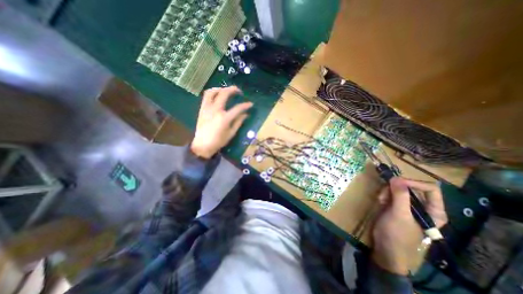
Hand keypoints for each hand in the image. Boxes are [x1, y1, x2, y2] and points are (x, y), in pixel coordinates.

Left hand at [190, 87, 253, 159]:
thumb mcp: (231, 133)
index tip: (250, 104)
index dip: (245, 105)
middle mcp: (215, 110)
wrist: (202, 145)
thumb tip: (246, 114)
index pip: (237, 108)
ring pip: (212, 92)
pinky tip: (217, 95)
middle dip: (233, 89)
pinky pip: (206, 97)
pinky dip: (212, 93)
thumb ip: (238, 122)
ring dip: (220, 88)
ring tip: (226, 90)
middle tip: (238, 91)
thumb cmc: (218, 141)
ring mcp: (207, 108)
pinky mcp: (202, 109)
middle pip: (224, 94)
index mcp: (224, 118)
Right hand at [369, 177, 446, 274]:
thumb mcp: (399, 215)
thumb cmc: (397, 234)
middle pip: (411, 187)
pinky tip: (380, 201)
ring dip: (387, 191)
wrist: (385, 248)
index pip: (430, 189)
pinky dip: (384, 195)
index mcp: (433, 211)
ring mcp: (409, 206)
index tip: (396, 183)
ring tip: (380, 200)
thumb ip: (400, 196)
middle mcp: (423, 207)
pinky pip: (391, 194)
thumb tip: (396, 178)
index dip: (413, 183)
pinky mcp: (396, 206)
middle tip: (384, 194)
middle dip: (395, 188)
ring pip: (399, 189)